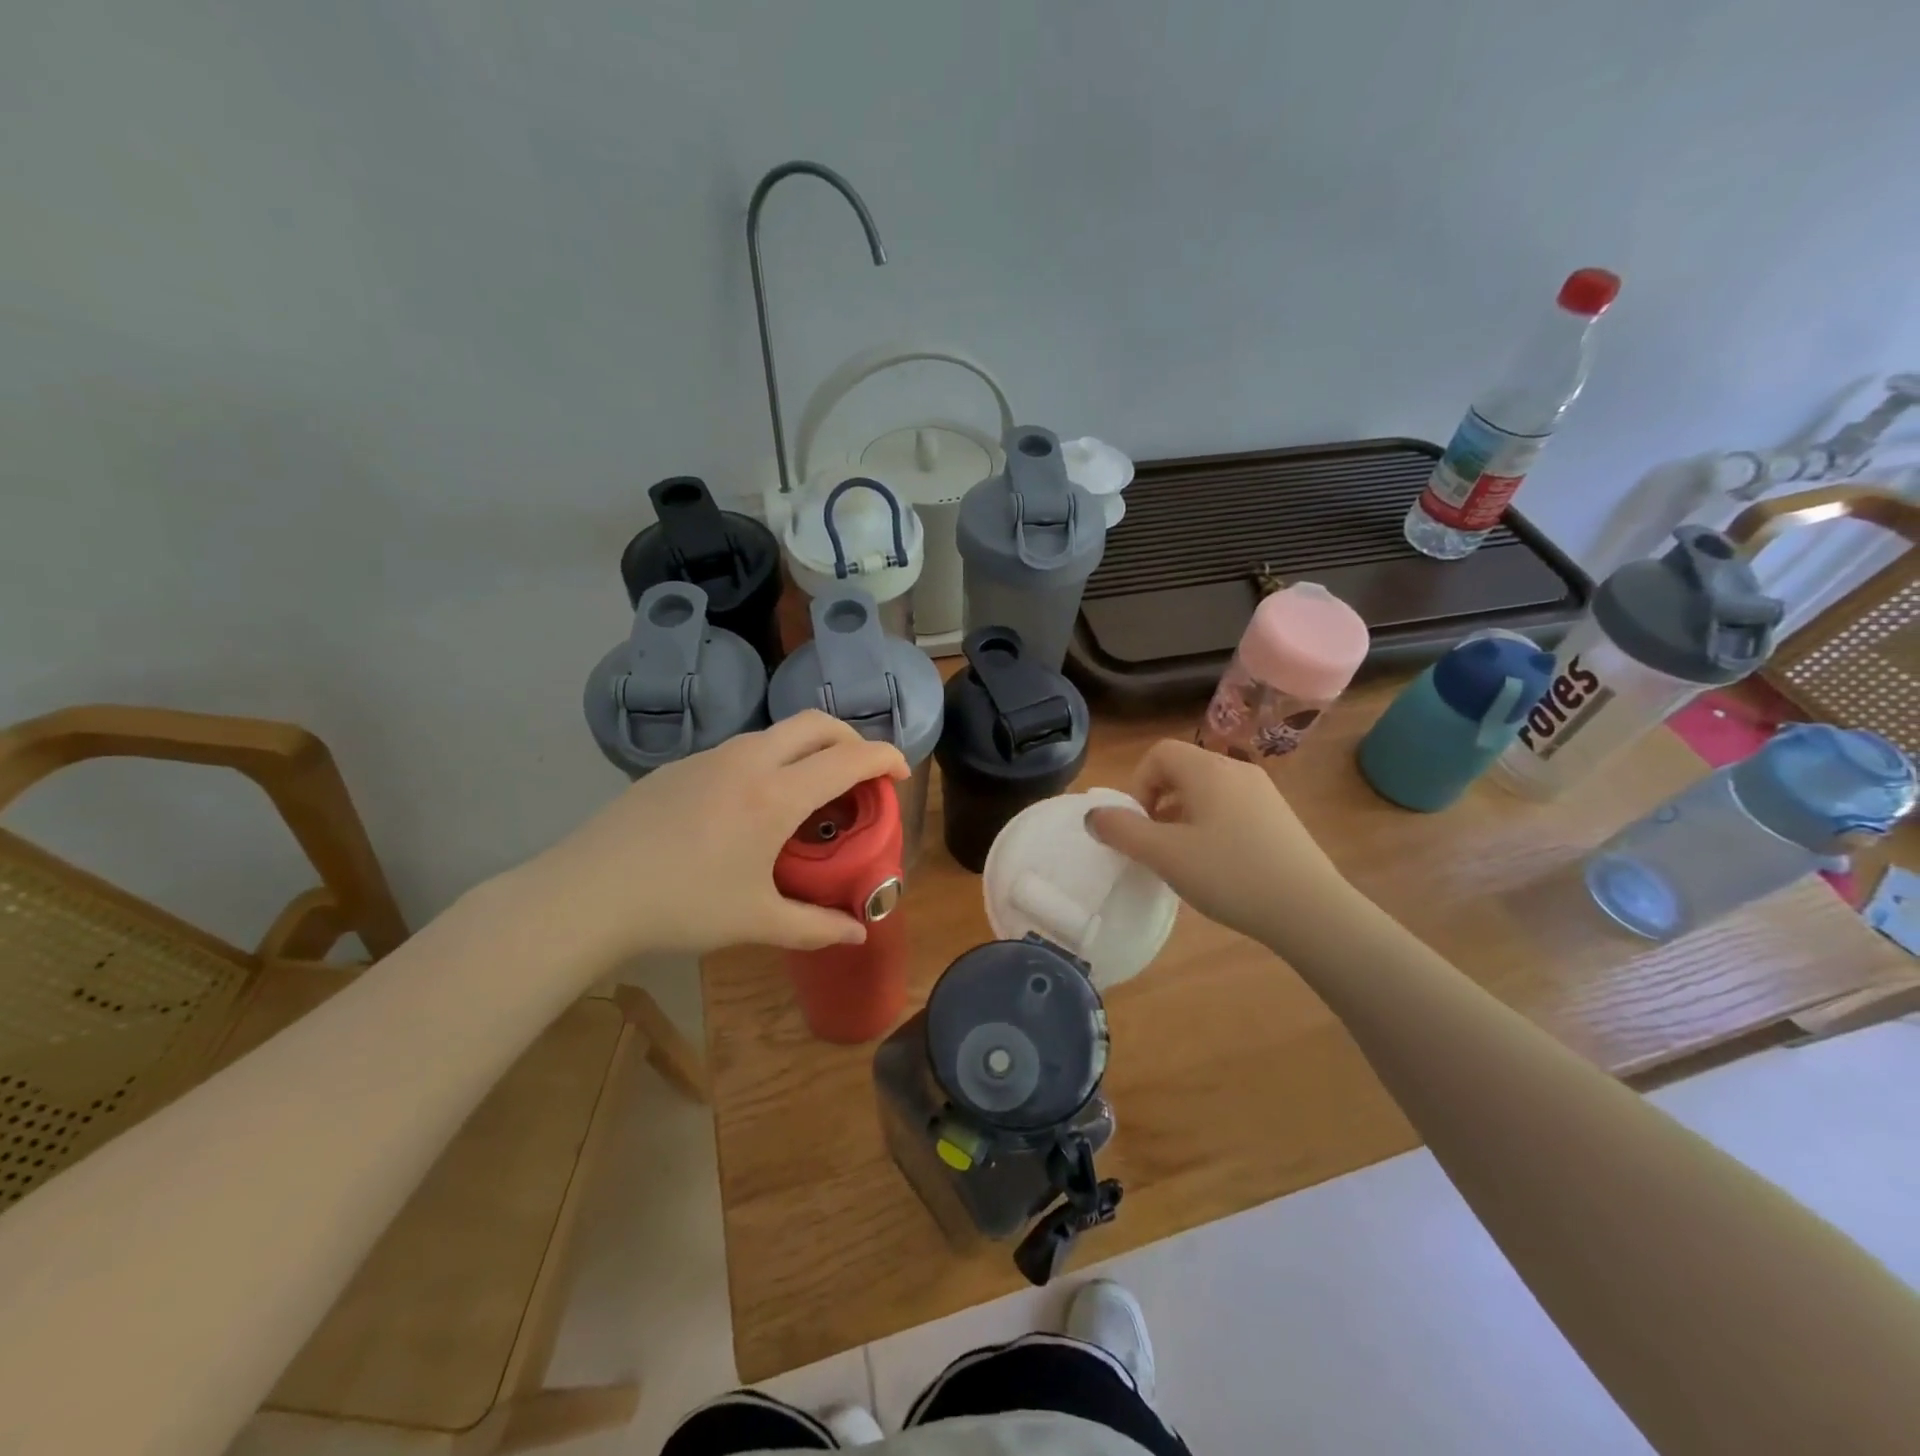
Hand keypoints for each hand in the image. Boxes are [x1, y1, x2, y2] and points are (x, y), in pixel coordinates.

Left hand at [522, 712, 910, 960]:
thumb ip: (815, 927)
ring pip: (776, 733)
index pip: (849, 757)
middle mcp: (748, 761)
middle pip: (816, 723)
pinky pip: (741, 749)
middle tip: (862, 772)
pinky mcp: (680, 765)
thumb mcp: (756, 921)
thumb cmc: (682, 906)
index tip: (900, 774)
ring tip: (809, 791)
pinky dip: (770, 760)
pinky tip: (752, 806)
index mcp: (776, 795)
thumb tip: (857, 935)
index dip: (885, 757)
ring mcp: (709, 757)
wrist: (587, 893)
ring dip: (807, 748)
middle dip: (850, 738)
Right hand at [1085, 739, 1348, 945]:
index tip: (1139, 824)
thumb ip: (1122, 831)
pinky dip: (1211, 825)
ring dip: (1183, 815)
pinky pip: (1231, 807)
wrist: (1310, 910)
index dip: (1138, 784)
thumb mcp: (1165, 855)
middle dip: (1158, 801)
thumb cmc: (1229, 875)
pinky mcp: (1279, 817)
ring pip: (1207, 790)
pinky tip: (1218, 865)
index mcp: (1208, 770)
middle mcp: (1236, 770)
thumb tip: (1093, 815)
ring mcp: (1263, 792)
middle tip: (1156, 843)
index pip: (1159, 753)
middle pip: (1183, 769)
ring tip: (1183, 857)